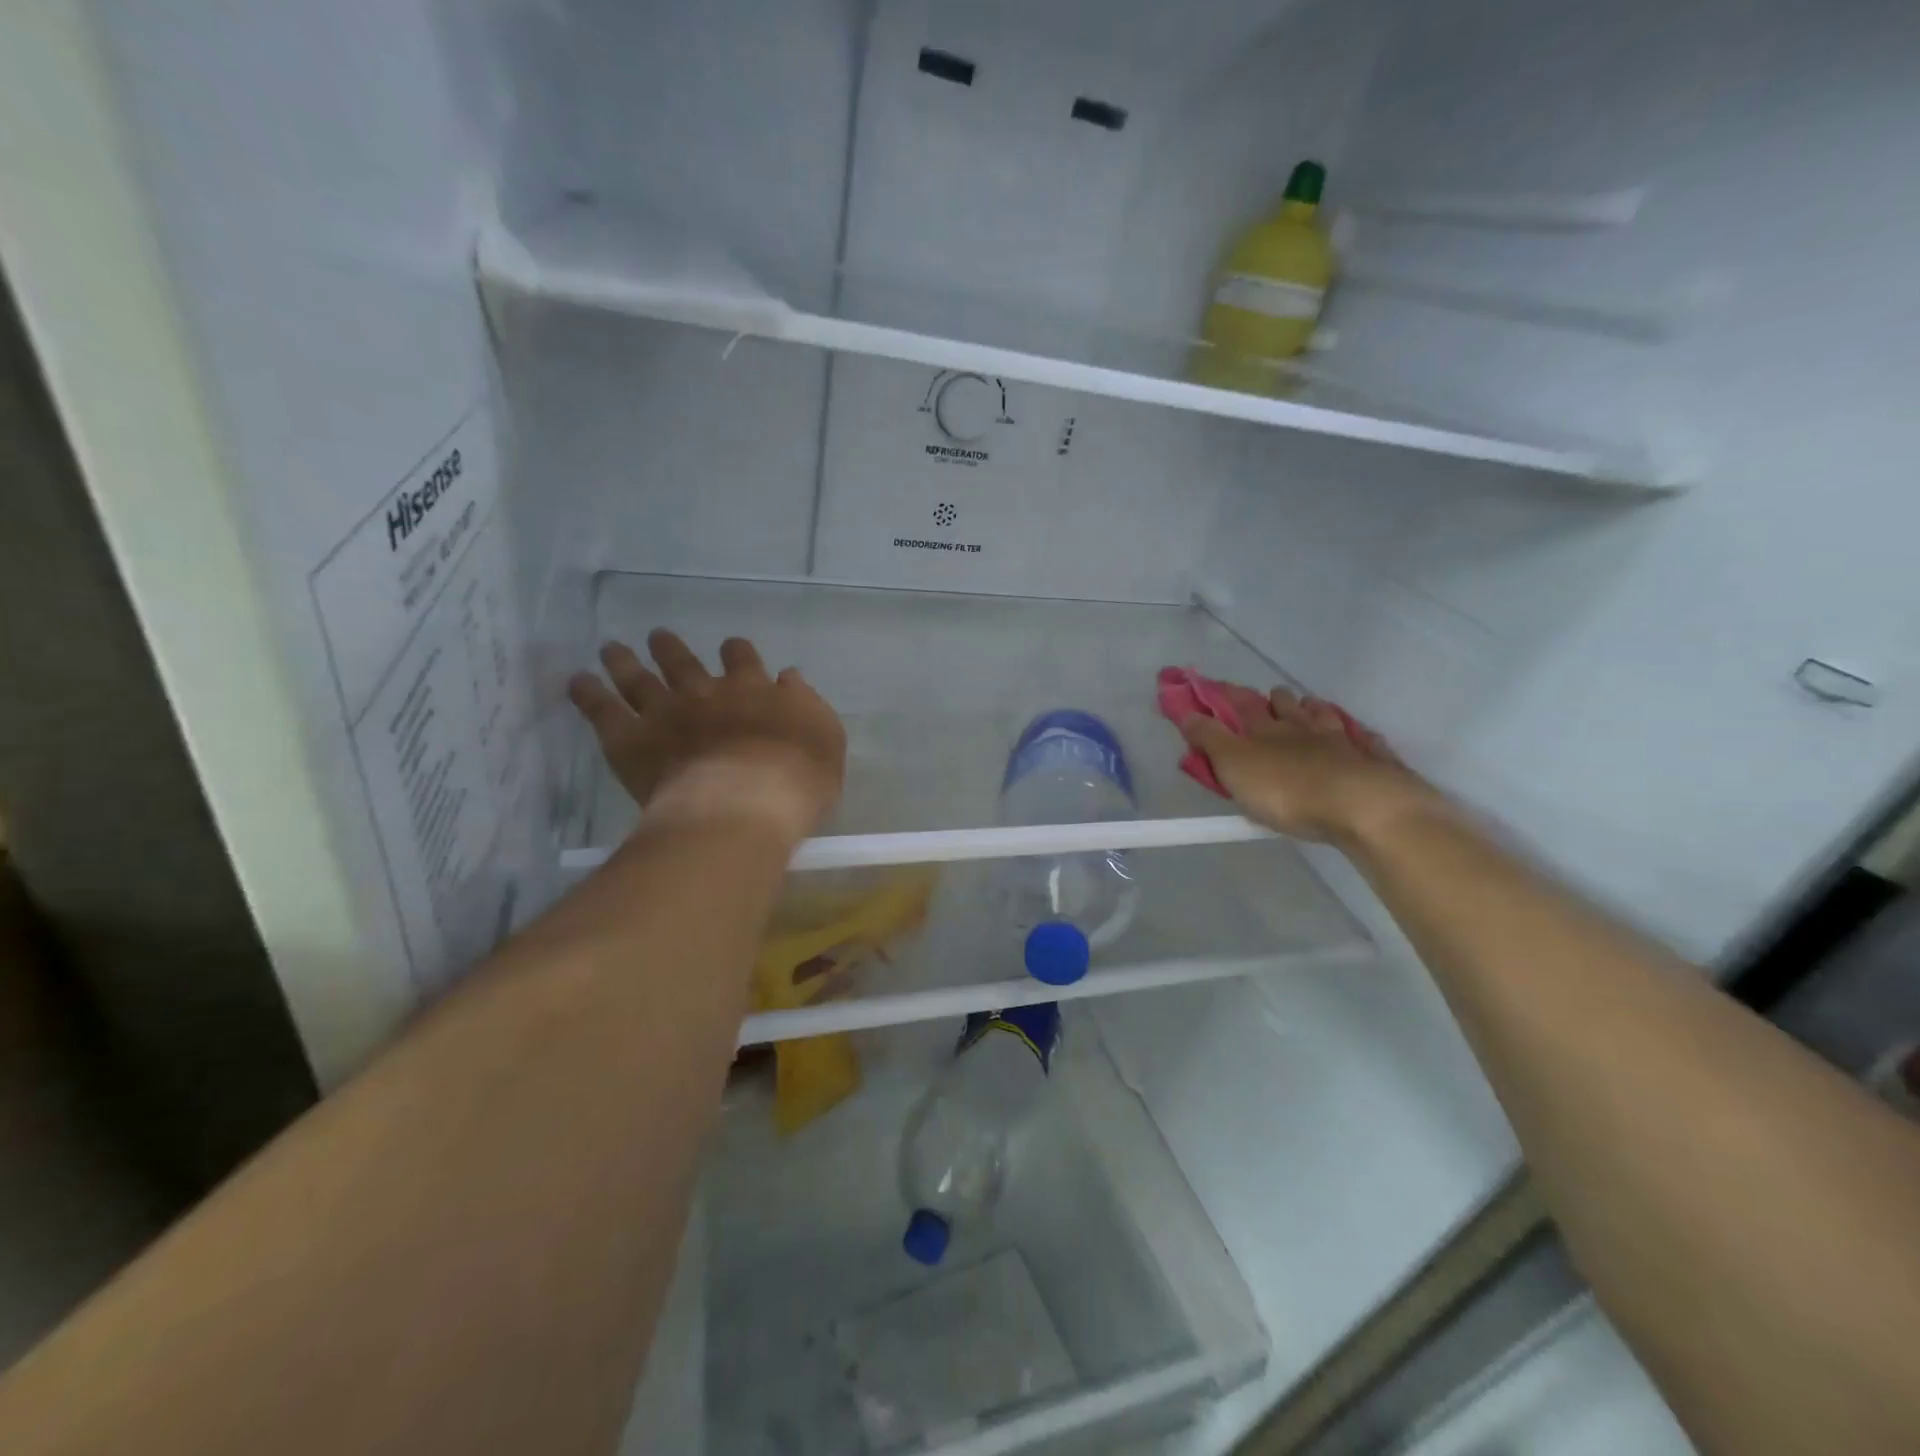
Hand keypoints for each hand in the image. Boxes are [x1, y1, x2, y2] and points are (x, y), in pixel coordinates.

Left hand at [568, 631, 845, 842]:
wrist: (744, 805)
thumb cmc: (797, 780)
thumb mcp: (825, 739)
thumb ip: (807, 705)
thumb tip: (788, 677)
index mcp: (754, 690)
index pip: (743, 660)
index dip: (736, 652)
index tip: (730, 648)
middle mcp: (706, 692)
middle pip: (684, 662)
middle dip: (671, 648)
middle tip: (658, 637)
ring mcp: (665, 712)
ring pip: (639, 677)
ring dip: (625, 660)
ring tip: (611, 648)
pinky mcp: (630, 739)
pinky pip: (602, 710)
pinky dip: (588, 693)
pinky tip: (578, 681)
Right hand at [1177, 686, 1444, 846]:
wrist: (1363, 807)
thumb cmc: (1287, 789)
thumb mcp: (1233, 765)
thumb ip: (1209, 738)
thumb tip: (1186, 711)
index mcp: (1266, 728)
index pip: (1239, 704)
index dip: (1222, 694)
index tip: (1208, 686)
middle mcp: (1303, 726)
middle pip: (1285, 704)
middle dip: (1272, 699)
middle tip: (1266, 700)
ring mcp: (1342, 740)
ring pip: (1323, 715)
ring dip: (1312, 710)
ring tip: (1307, 710)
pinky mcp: (1373, 761)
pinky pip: (1363, 740)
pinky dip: (1356, 735)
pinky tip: (1357, 736)